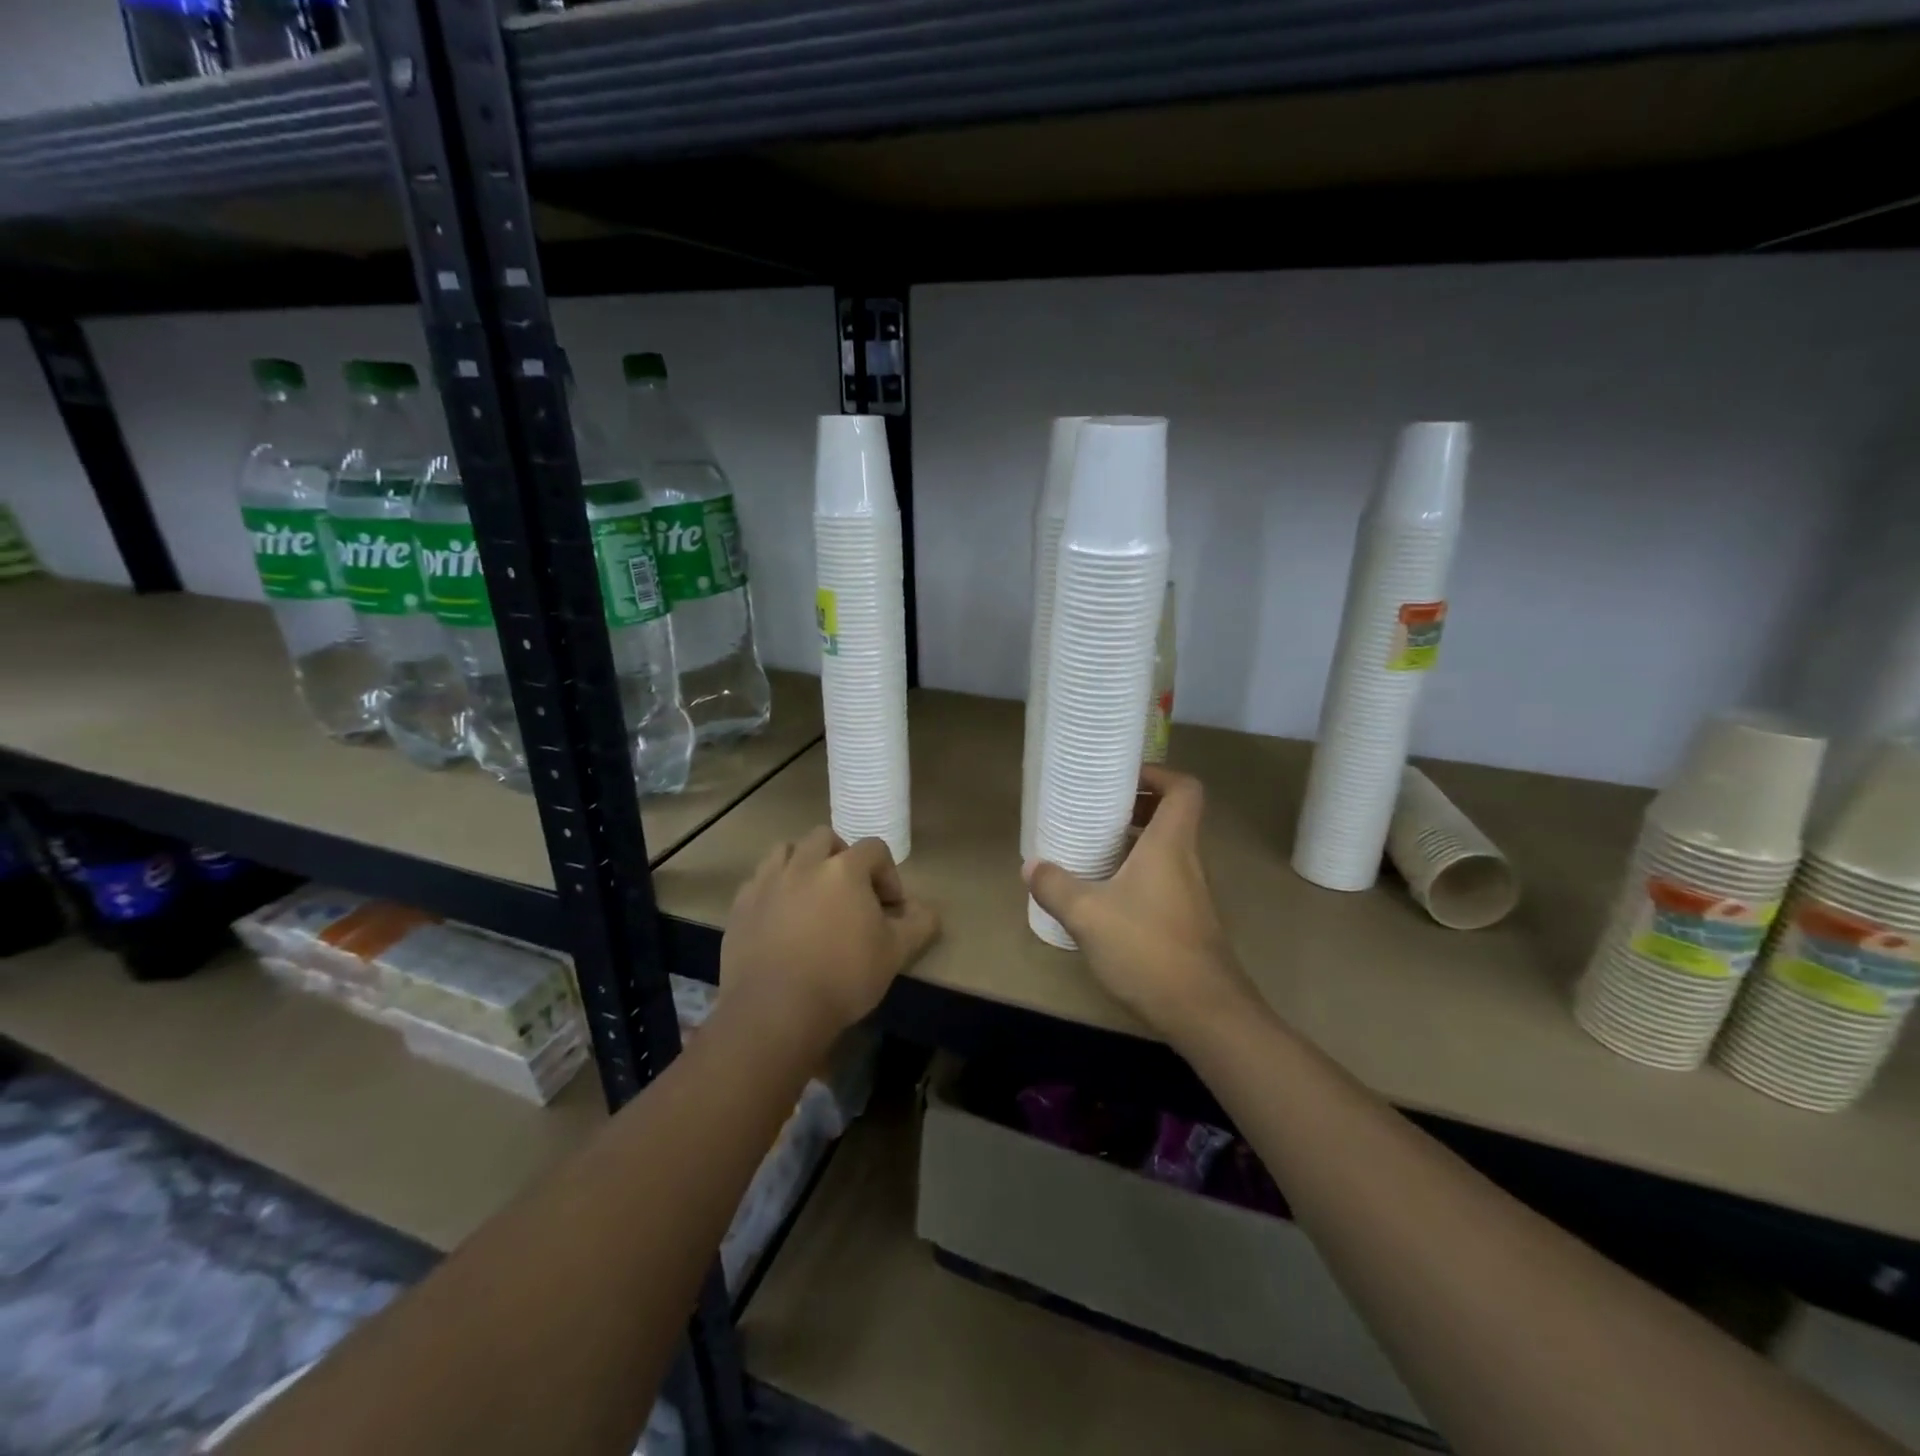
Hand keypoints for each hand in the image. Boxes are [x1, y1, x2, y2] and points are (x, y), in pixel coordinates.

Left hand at [721, 828, 938, 1044]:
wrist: (775, 1010)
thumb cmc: (843, 977)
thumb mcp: (895, 954)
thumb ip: (918, 925)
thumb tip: (928, 911)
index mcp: (845, 870)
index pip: (874, 849)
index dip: (888, 874)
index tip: (890, 908)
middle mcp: (804, 864)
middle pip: (825, 838)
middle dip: (841, 857)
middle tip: (849, 892)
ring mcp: (767, 882)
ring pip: (785, 851)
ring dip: (802, 864)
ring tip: (810, 896)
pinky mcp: (741, 905)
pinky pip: (758, 881)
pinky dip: (773, 889)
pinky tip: (780, 918)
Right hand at [1025, 766, 1256, 1044]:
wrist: (1205, 1012)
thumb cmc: (1148, 948)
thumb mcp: (1088, 915)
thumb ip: (1056, 887)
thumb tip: (1031, 866)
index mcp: (1170, 844)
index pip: (1184, 788)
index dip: (1158, 774)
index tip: (1122, 779)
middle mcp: (1187, 860)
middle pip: (1173, 816)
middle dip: (1137, 806)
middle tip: (1098, 811)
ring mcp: (1193, 892)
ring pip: (1168, 850)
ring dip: (1136, 842)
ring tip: (1095, 849)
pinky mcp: (1189, 920)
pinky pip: (1165, 878)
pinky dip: (1139, 873)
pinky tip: (1107, 897)